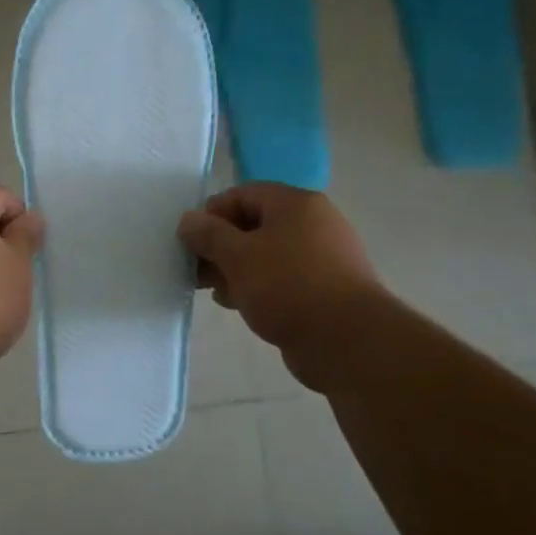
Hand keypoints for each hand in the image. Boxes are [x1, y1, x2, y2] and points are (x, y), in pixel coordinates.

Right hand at [177, 183, 386, 391]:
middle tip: (196, 270)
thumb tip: (188, 219)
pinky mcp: (322, 288)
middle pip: (253, 224)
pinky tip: (239, 305)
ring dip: (235, 269)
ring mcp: (321, 257)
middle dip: (220, 246)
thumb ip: (208, 234)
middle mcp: (312, 223)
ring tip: (215, 292)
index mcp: (296, 204)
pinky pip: (280, 278)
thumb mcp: (237, 256)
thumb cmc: (287, 287)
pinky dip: (257, 286)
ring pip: (265, 254)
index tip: (190, 242)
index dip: (211, 213)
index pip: (243, 194)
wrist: (347, 340)